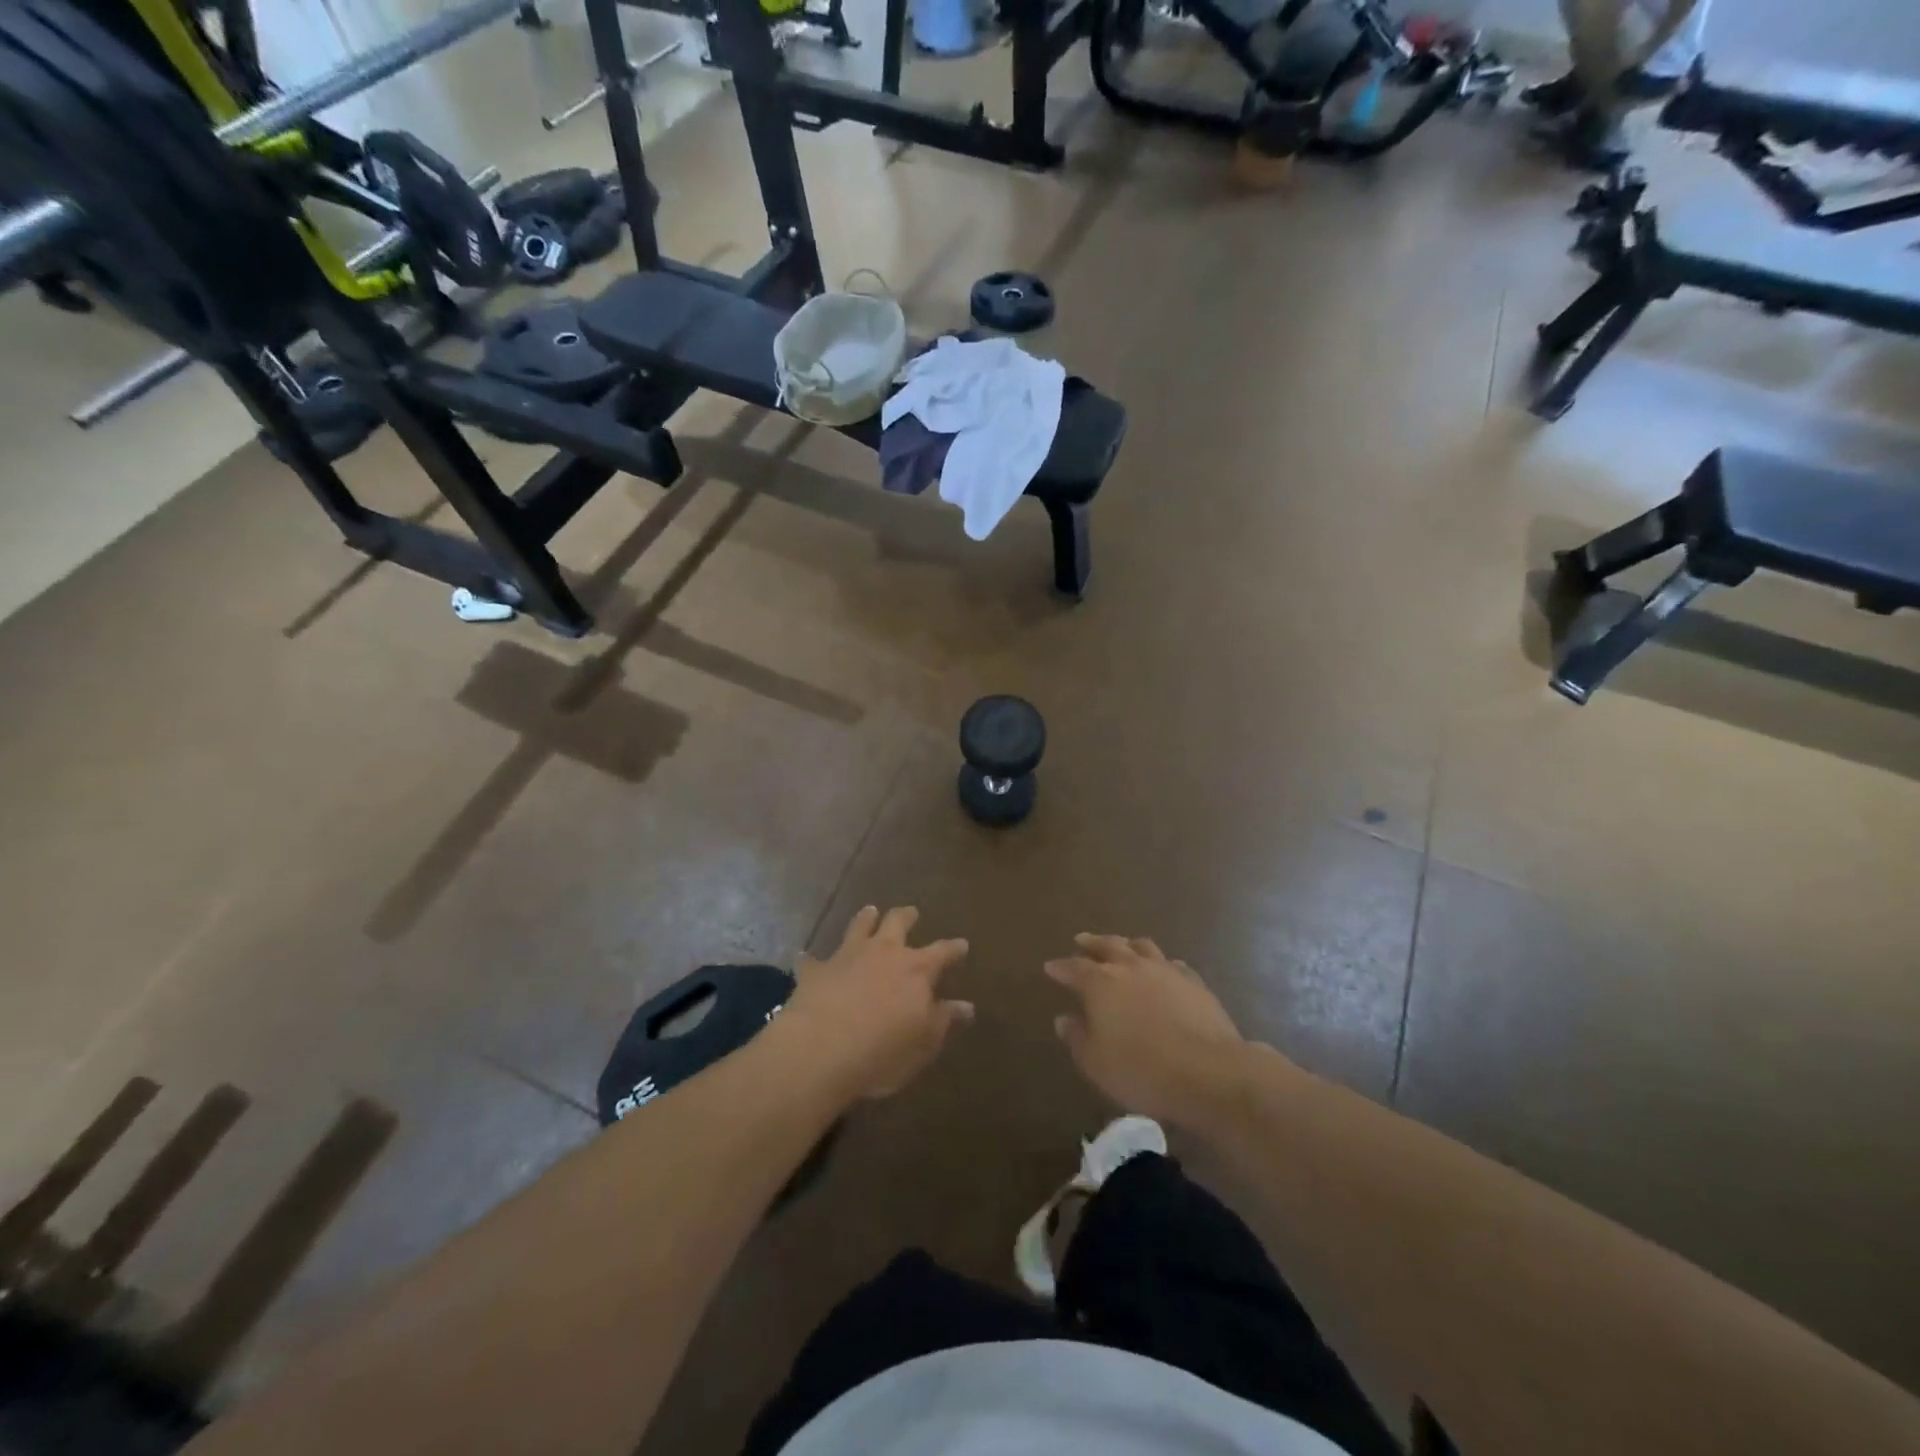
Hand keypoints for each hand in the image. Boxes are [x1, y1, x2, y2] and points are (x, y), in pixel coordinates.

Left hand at [781, 906, 972, 1100]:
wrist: (822, 1050)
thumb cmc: (883, 1051)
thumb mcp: (925, 1042)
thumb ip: (945, 1020)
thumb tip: (966, 1006)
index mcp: (917, 970)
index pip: (943, 952)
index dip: (953, 948)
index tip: (962, 944)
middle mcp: (884, 952)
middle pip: (897, 923)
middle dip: (906, 916)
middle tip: (911, 912)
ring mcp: (848, 956)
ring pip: (859, 926)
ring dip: (865, 918)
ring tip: (869, 911)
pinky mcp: (816, 970)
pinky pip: (812, 958)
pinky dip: (810, 957)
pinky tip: (804, 956)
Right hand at [1046, 934, 1246, 1127]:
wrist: (1208, 1072)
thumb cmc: (1142, 1070)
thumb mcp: (1096, 1062)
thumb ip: (1077, 1037)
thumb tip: (1064, 1018)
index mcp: (1101, 983)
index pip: (1074, 968)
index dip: (1060, 967)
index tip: (1050, 966)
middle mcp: (1131, 967)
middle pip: (1107, 946)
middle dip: (1091, 943)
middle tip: (1081, 940)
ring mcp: (1165, 970)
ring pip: (1141, 946)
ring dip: (1126, 944)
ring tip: (1121, 946)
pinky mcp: (1194, 982)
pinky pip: (1172, 963)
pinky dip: (1161, 963)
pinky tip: (1163, 969)